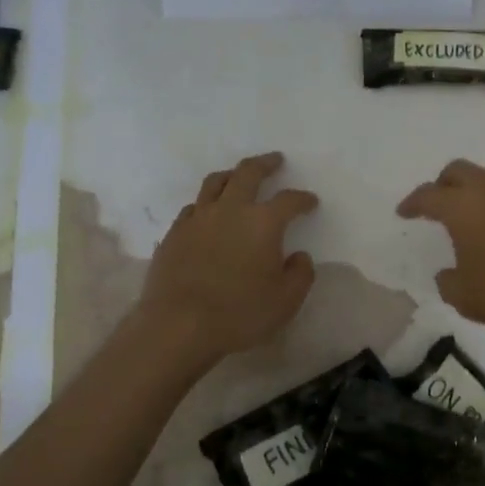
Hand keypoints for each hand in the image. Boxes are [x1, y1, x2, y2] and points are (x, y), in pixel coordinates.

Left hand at [140, 153, 317, 363]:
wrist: (178, 325)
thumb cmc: (240, 313)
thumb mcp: (286, 300)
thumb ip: (300, 274)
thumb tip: (299, 256)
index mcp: (263, 222)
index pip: (289, 200)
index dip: (303, 199)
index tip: (310, 202)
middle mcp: (230, 210)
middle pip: (248, 173)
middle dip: (265, 164)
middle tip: (274, 160)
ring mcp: (197, 219)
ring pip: (215, 183)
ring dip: (231, 175)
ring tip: (238, 176)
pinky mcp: (174, 234)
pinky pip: (193, 207)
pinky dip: (206, 203)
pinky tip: (208, 214)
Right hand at [397, 160, 484, 350]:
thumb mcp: (466, 298)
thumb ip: (448, 282)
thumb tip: (448, 274)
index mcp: (465, 208)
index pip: (430, 195)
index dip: (413, 202)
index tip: (404, 212)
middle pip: (461, 171)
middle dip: (443, 183)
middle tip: (436, 205)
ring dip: (474, 191)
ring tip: (469, 217)